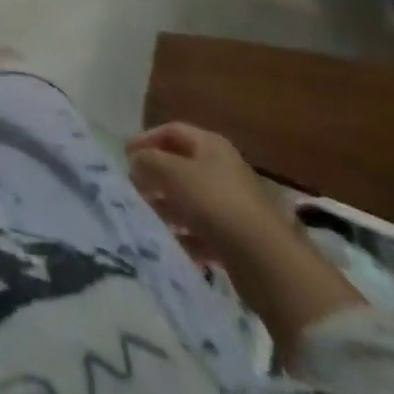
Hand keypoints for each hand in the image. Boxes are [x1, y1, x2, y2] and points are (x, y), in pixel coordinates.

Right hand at [126, 122, 292, 265]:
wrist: (268, 262)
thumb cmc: (217, 204)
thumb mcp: (174, 174)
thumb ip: (149, 161)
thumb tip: (136, 161)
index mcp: (211, 146)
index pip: (172, 131)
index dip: (147, 139)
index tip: (125, 156)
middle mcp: (223, 170)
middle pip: (181, 165)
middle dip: (155, 176)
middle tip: (132, 188)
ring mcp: (233, 206)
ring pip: (191, 200)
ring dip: (167, 206)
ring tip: (146, 218)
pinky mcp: (238, 240)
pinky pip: (203, 231)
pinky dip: (185, 235)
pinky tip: (171, 244)